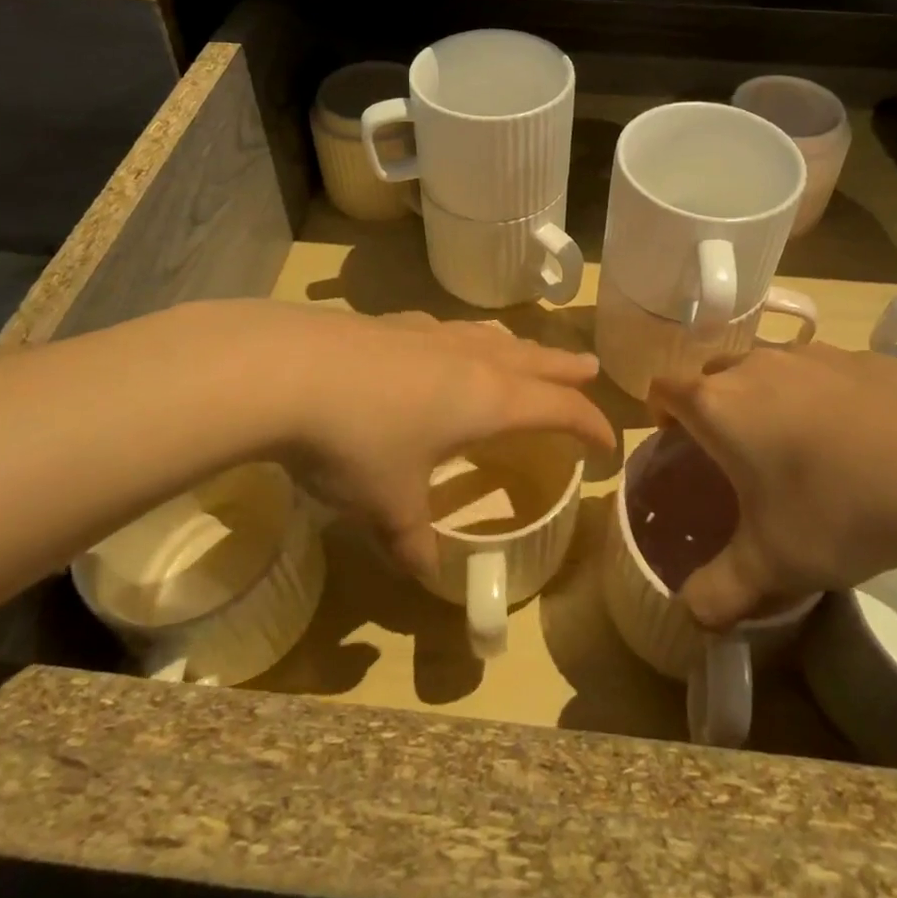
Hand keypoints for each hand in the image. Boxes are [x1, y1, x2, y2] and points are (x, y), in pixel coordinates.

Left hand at [262, 307, 612, 575]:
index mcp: (489, 399)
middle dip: (566, 369)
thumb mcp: (390, 505)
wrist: (289, 370)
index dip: (590, 425)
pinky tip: (446, 343)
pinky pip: (448, 329)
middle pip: (536, 360)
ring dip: (520, 347)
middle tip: (592, 369)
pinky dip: (466, 339)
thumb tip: (426, 574)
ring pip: (493, 337)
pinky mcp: (393, 323)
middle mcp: (470, 358)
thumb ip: (413, 541)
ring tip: (527, 352)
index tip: (607, 444)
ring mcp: (431, 333)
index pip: (559, 408)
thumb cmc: (358, 443)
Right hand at [648, 343, 896, 627]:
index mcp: (718, 405)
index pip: (663, 389)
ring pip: (767, 369)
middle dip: (713, 407)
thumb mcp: (775, 564)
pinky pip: (820, 372)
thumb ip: (721, 591)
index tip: (674, 443)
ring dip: (767, 399)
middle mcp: (754, 367)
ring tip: (799, 449)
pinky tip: (858, 440)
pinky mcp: (861, 356)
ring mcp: (810, 354)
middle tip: (736, 455)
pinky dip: (820, 396)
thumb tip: (691, 616)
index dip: (659, 412)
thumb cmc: (839, 506)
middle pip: (712, 375)